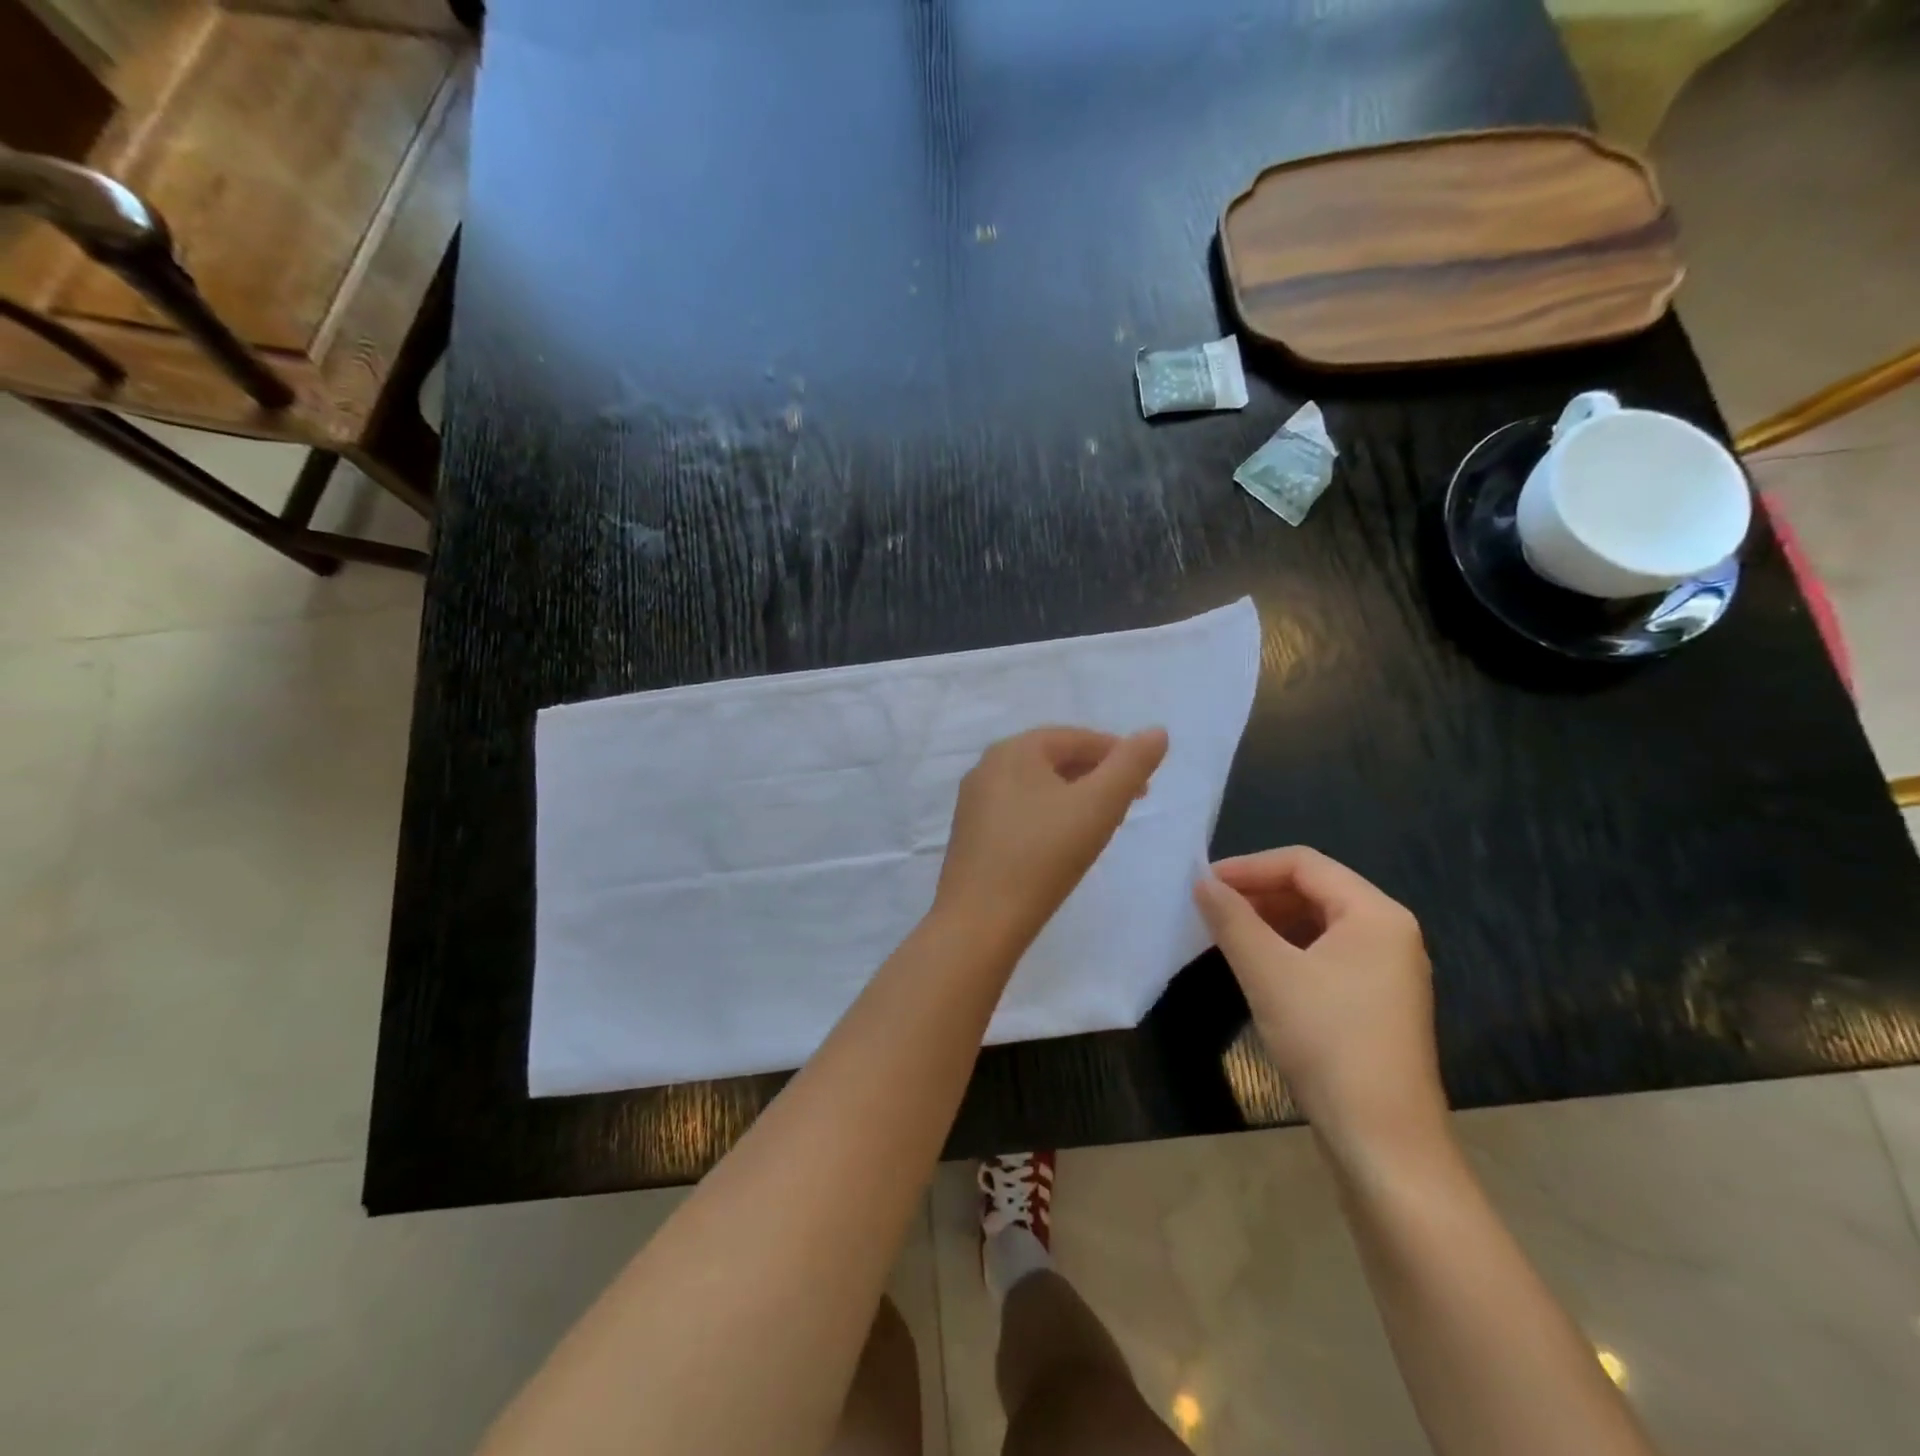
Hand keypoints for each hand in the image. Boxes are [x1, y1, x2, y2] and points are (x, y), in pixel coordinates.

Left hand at [936, 726, 1168, 947]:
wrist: (980, 921)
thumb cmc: (1043, 855)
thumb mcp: (1099, 805)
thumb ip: (1131, 764)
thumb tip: (1157, 731)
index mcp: (1014, 749)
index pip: (1075, 738)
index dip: (1116, 753)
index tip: (1145, 782)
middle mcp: (987, 766)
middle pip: (1053, 759)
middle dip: (1096, 775)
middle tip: (1130, 801)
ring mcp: (974, 801)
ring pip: (1036, 786)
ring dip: (1073, 796)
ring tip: (1102, 821)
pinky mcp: (971, 834)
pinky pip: (1018, 810)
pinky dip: (1048, 815)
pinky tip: (1062, 842)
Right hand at [1194, 847, 1445, 1155]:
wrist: (1383, 1142)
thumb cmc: (1327, 1041)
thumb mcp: (1268, 973)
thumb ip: (1232, 919)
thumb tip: (1201, 882)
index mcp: (1375, 914)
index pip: (1304, 863)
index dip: (1249, 867)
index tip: (1203, 883)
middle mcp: (1389, 932)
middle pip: (1314, 890)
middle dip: (1258, 893)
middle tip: (1209, 908)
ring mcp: (1387, 970)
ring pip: (1318, 924)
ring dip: (1269, 921)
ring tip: (1225, 934)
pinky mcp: (1377, 1002)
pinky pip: (1326, 954)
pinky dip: (1287, 950)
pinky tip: (1256, 967)